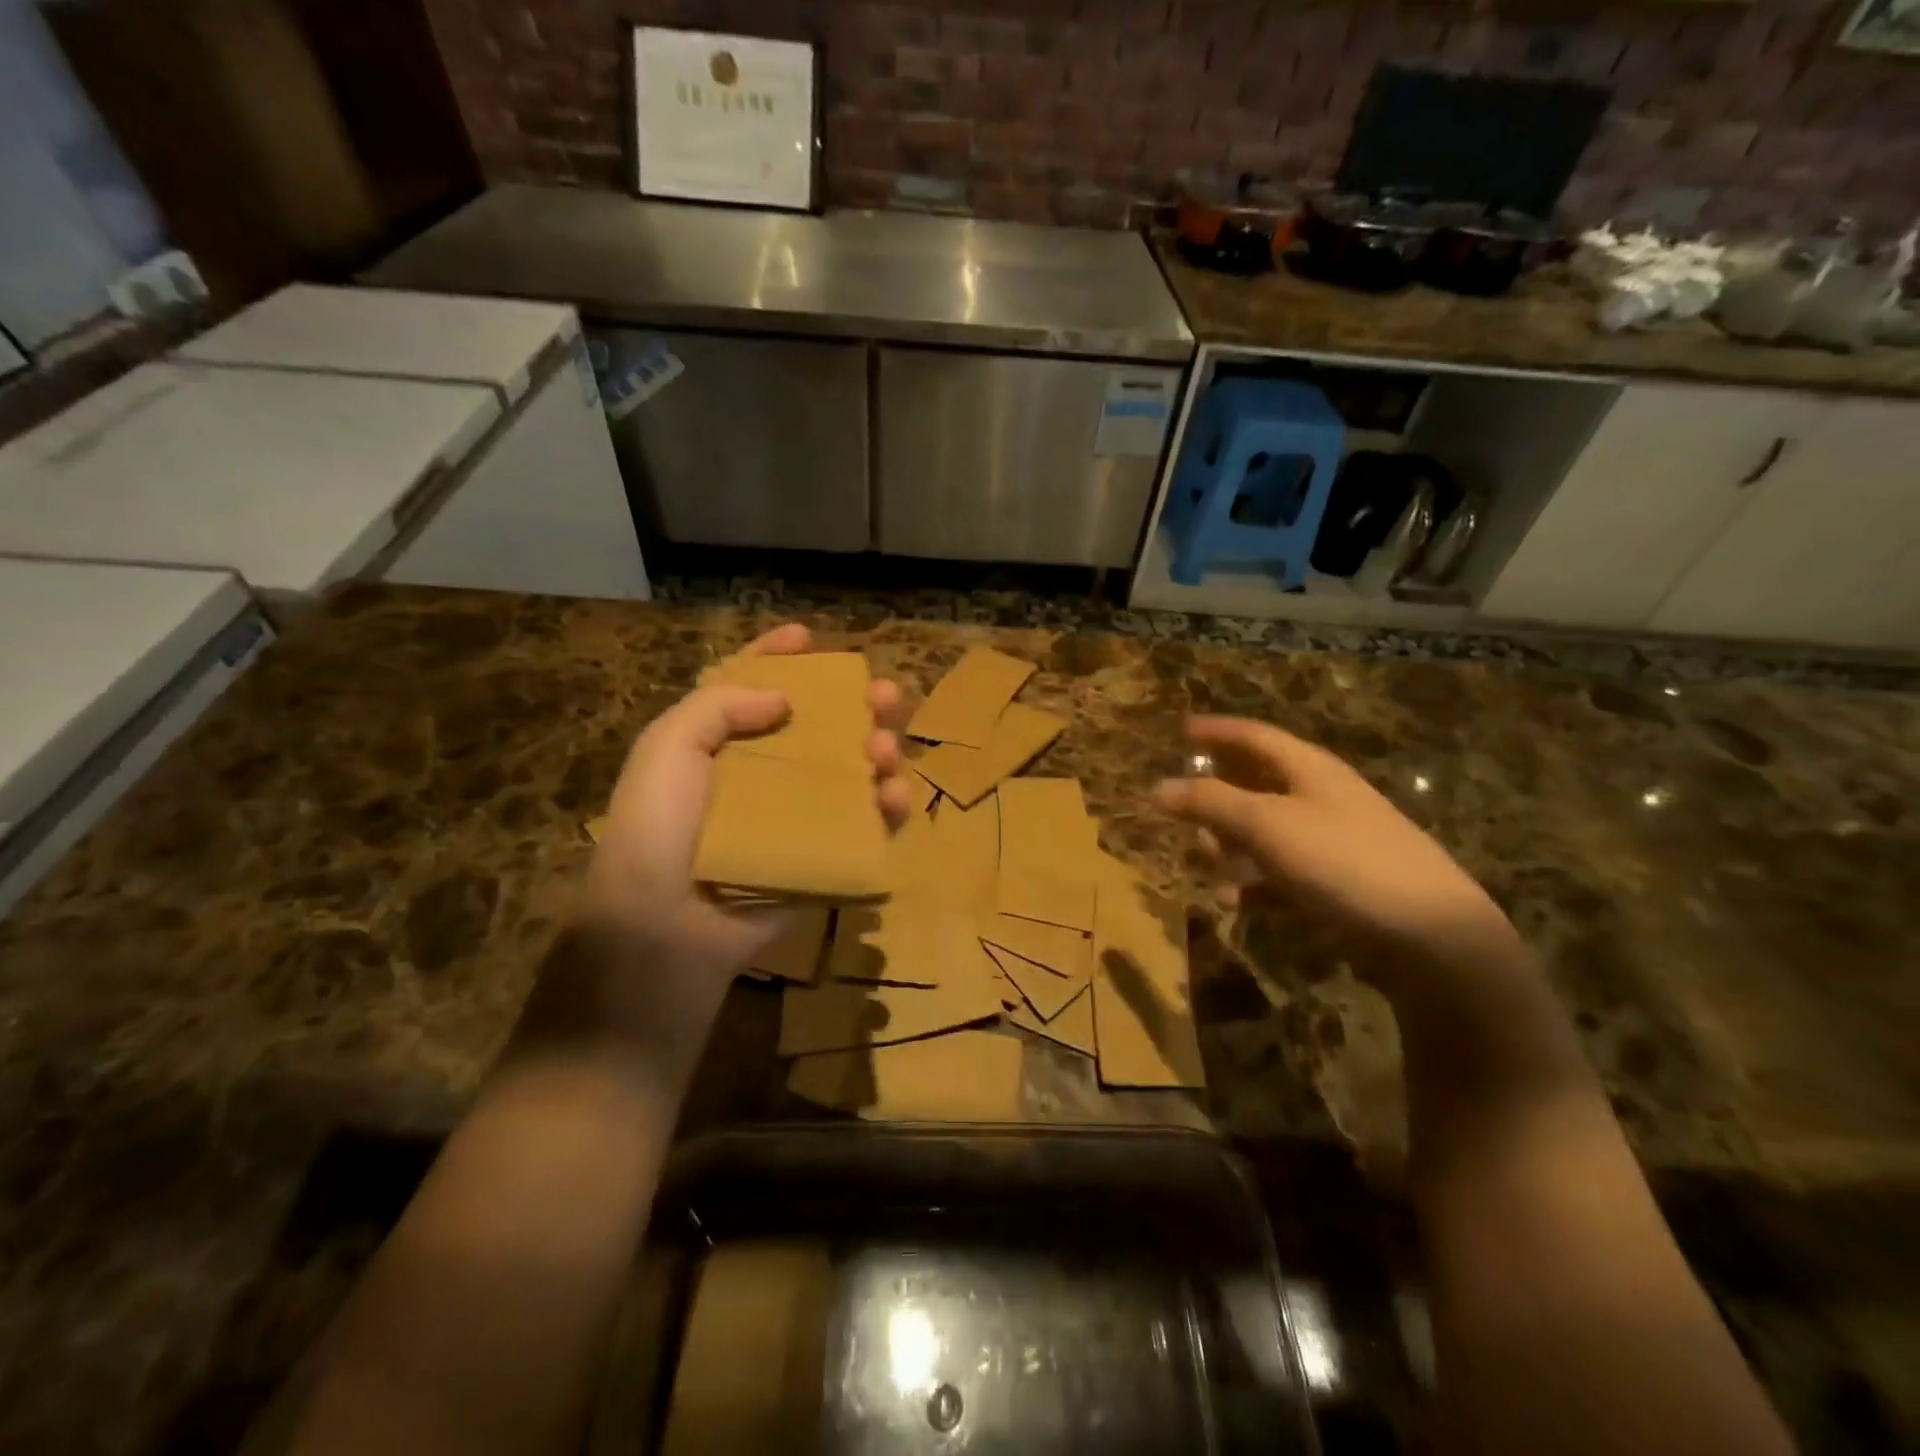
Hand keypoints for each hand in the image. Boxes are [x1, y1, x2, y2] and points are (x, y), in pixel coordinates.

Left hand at [574, 625, 908, 1038]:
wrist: (666, 924)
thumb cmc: (661, 826)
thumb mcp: (669, 746)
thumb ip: (720, 705)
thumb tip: (782, 699)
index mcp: (720, 743)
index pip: (753, 688)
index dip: (779, 657)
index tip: (808, 635)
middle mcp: (763, 774)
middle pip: (819, 728)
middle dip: (855, 704)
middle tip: (884, 693)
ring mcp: (797, 818)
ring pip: (851, 773)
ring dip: (877, 752)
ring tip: (885, 747)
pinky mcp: (823, 857)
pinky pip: (866, 826)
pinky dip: (888, 808)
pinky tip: (896, 794)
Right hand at [1154, 716, 1519, 985]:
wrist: (1432, 934)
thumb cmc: (1343, 860)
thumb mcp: (1267, 825)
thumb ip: (1210, 803)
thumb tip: (1157, 786)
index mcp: (1309, 769)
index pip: (1254, 736)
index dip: (1216, 731)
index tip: (1181, 730)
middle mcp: (1321, 796)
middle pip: (1256, 785)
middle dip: (1216, 803)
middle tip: (1187, 822)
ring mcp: (1332, 839)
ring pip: (1264, 833)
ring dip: (1232, 850)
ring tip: (1213, 874)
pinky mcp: (1339, 880)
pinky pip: (1282, 871)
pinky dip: (1255, 883)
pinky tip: (1239, 904)